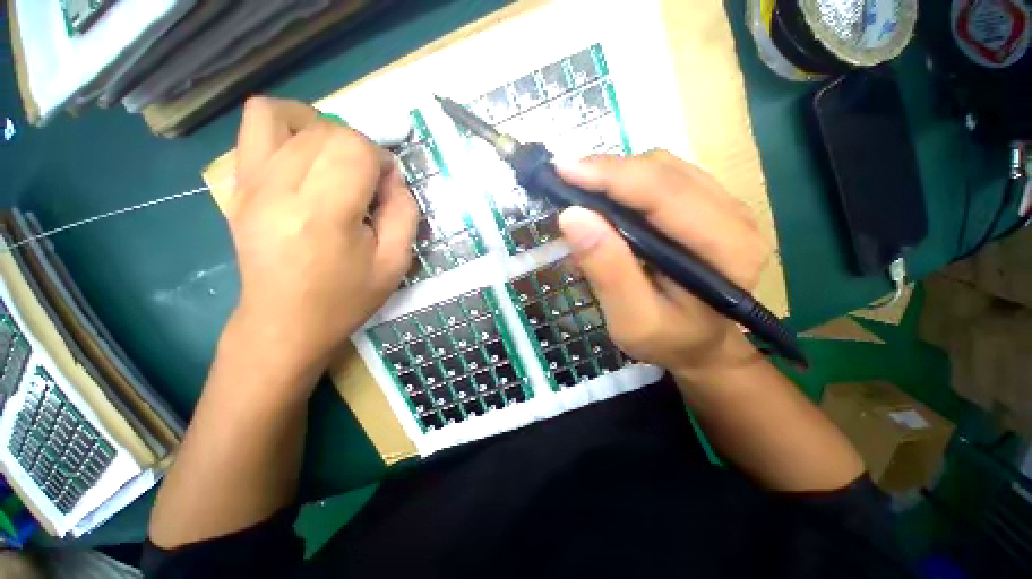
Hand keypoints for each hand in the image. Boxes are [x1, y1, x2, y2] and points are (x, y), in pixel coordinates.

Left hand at [225, 97, 417, 379]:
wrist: (285, 322)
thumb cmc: (346, 298)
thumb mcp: (395, 263)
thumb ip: (404, 212)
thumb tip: (392, 176)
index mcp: (323, 213)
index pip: (354, 148)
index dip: (381, 160)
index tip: (387, 188)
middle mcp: (279, 188)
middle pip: (327, 130)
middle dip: (360, 149)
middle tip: (367, 184)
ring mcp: (251, 182)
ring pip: (289, 116)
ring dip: (325, 130)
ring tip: (336, 162)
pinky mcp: (239, 184)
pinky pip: (256, 124)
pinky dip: (287, 123)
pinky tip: (304, 151)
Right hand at [557, 150, 770, 379]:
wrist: (698, 342)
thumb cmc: (667, 340)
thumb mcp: (631, 319)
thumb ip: (607, 271)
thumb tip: (573, 217)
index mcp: (727, 250)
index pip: (666, 194)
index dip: (611, 177)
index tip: (564, 171)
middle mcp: (735, 217)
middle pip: (665, 172)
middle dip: (608, 172)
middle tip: (564, 180)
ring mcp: (725, 205)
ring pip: (663, 167)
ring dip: (616, 174)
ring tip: (581, 190)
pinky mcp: (708, 204)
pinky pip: (664, 175)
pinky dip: (627, 180)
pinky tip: (606, 197)